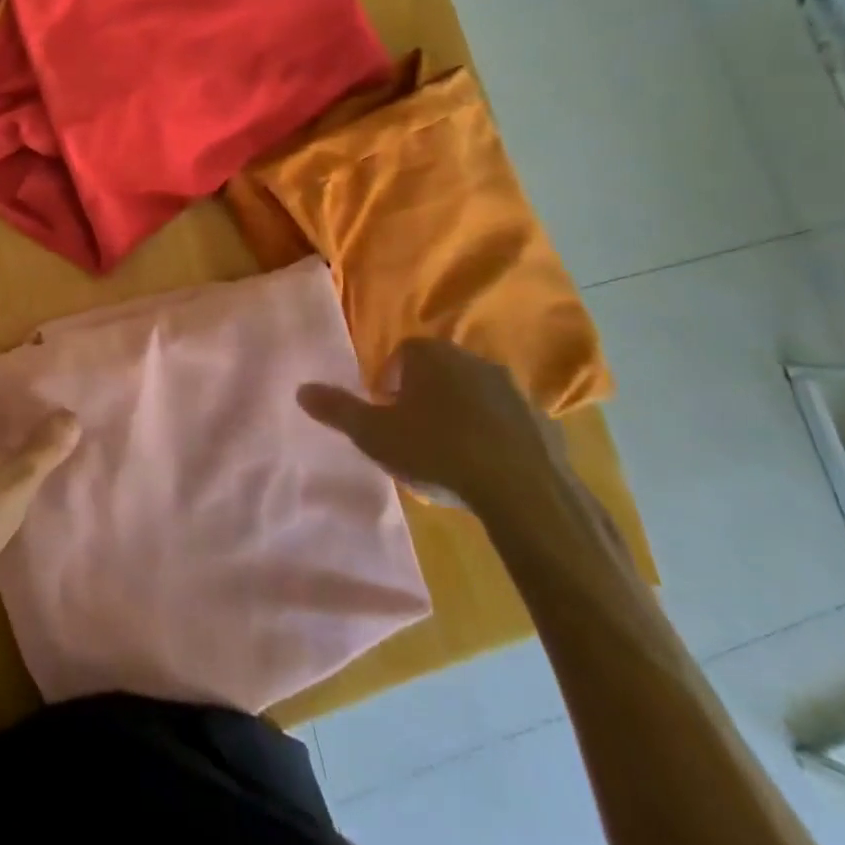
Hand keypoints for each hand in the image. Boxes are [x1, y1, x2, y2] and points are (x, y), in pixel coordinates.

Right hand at [297, 338, 565, 512]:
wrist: (524, 491)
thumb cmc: (437, 451)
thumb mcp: (374, 434)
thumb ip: (337, 410)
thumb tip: (301, 389)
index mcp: (431, 355)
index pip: (402, 353)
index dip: (389, 380)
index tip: (385, 411)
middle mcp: (472, 360)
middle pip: (439, 370)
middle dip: (424, 394)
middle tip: (412, 430)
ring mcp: (513, 390)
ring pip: (475, 394)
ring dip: (460, 413)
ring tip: (449, 451)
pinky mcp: (543, 422)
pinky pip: (508, 421)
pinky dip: (494, 435)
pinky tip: (485, 467)